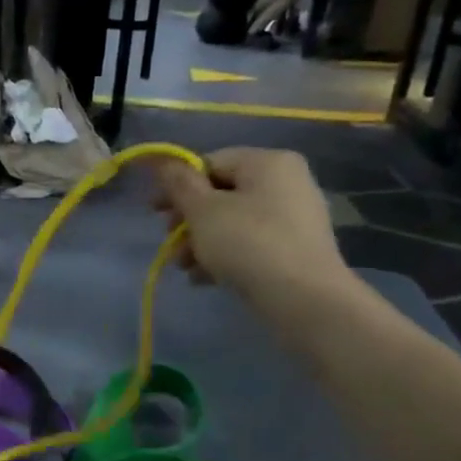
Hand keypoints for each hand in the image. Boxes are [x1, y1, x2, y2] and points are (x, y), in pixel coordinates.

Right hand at [148, 148, 351, 300]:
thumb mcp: (202, 210)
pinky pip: (251, 243)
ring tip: (185, 268)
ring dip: (202, 242)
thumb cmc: (248, 243)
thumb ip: (179, 183)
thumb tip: (164, 161)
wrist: (304, 300)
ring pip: (233, 222)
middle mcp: (287, 182)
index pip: (210, 163)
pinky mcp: (297, 249)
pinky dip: (226, 255)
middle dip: (189, 221)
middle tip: (171, 245)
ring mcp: (295, 217)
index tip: (155, 213)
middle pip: (221, 194)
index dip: (178, 186)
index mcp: (267, 162)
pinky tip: (205, 278)